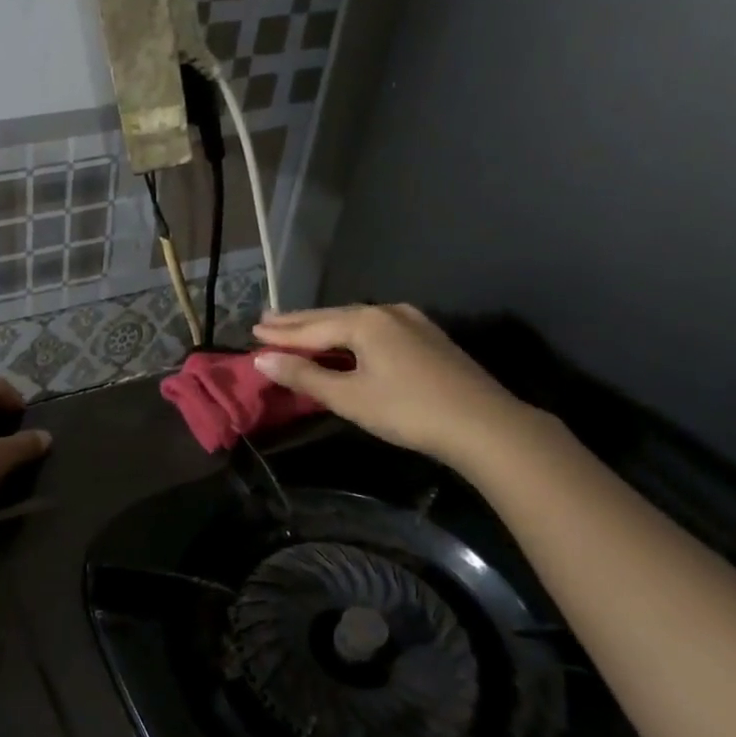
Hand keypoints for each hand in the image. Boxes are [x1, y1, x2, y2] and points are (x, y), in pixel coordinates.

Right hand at [252, 304, 533, 465]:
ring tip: (298, 327)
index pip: (310, 328)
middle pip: (331, 317)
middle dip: (298, 321)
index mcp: (364, 322)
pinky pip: (375, 328)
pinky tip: (345, 337)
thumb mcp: (348, 397)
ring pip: (355, 321)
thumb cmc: (407, 410)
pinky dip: (350, 333)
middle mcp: (386, 312)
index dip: (280, 333)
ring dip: (324, 326)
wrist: (483, 424)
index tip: (252, 331)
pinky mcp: (427, 337)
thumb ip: (304, 376)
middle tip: (267, 319)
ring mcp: (411, 321)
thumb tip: (261, 360)